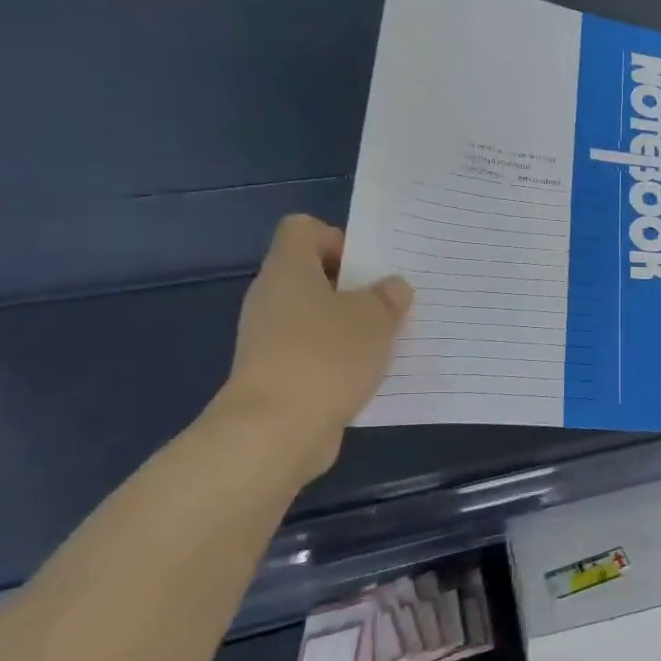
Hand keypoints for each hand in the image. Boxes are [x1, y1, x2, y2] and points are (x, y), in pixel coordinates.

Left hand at [219, 215, 412, 478]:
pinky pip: (314, 354)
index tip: (368, 269)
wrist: (276, 430)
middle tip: (391, 306)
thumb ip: (388, 297)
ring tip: (387, 343)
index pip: (303, 229)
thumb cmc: (326, 357)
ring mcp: (269, 339)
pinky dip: (339, 360)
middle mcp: (272, 297)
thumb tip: (391, 287)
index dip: (338, 239)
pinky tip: (368, 376)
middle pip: (313, 275)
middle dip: (354, 288)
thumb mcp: (375, 319)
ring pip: (316, 318)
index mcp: (289, 269)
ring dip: (350, 327)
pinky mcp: (276, 375)